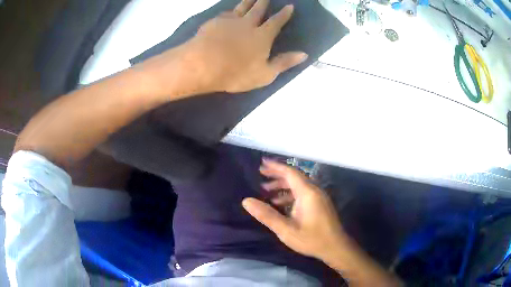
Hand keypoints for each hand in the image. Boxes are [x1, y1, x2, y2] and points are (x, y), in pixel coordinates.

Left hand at [159, 0, 306, 93]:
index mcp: (262, 36)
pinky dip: (229, 11)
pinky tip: (228, 11)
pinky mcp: (213, 23)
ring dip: (247, 1)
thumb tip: (305, 54)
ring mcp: (229, 21)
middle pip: (257, 9)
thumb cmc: (236, 73)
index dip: (284, 14)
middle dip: (264, 2)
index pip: (276, 22)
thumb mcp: (265, 74)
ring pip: (240, 7)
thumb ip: (284, 62)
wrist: (202, 65)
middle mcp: (247, 24)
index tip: (290, 6)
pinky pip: (224, 14)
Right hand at [242, 159, 346, 261]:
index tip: (262, 163)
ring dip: (283, 185)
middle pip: (294, 177)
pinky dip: (290, 194)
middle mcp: (314, 191)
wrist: (335, 248)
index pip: (290, 173)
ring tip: (266, 190)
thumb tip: (246, 201)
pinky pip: (302, 193)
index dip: (275, 166)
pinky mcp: (319, 204)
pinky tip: (280, 203)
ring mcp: (318, 197)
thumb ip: (266, 215)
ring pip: (298, 185)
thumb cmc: (311, 239)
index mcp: (307, 193)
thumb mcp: (286, 230)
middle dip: (277, 174)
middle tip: (261, 173)